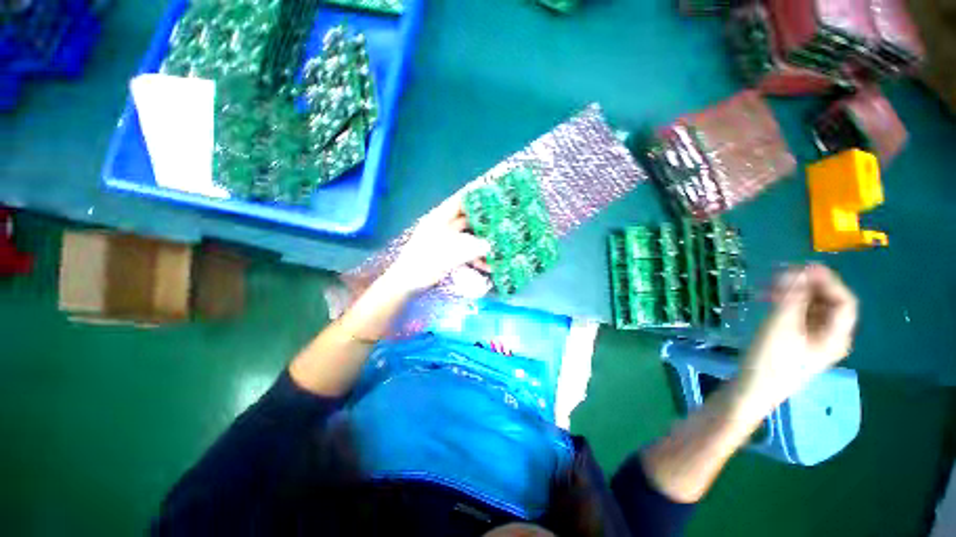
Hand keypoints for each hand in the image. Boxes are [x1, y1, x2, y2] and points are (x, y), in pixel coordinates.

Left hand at [385, 190, 491, 292]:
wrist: (406, 285)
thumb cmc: (421, 266)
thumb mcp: (446, 256)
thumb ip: (468, 249)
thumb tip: (489, 245)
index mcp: (438, 220)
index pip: (458, 201)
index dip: (473, 195)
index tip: (491, 192)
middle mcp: (443, 227)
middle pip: (466, 219)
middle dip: (483, 221)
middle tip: (503, 221)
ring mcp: (446, 241)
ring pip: (468, 237)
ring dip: (482, 243)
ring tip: (500, 246)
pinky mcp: (448, 254)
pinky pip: (465, 251)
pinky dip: (475, 257)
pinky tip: (487, 266)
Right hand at [737, 264, 858, 413]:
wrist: (752, 390)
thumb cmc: (770, 360)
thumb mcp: (780, 326)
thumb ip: (792, 297)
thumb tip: (799, 270)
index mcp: (836, 335)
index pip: (844, 301)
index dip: (827, 281)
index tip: (802, 266)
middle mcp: (830, 336)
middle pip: (827, 303)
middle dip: (806, 286)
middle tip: (779, 276)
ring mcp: (812, 340)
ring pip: (810, 309)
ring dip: (792, 294)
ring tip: (768, 288)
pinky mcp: (795, 342)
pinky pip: (797, 316)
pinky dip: (785, 305)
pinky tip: (767, 301)